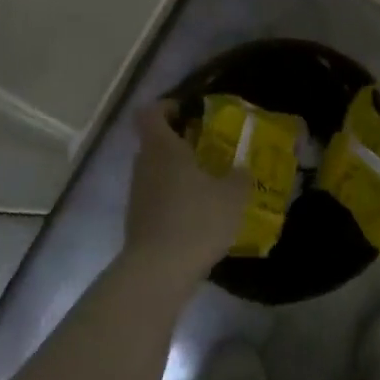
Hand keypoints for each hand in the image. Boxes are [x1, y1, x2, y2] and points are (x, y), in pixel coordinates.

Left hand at [121, 101, 252, 286]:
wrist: (158, 272)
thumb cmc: (196, 219)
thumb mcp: (233, 195)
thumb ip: (240, 176)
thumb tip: (242, 170)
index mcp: (163, 148)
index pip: (151, 113)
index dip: (166, 107)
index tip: (188, 112)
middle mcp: (144, 166)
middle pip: (155, 143)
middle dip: (180, 143)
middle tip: (209, 150)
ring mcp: (137, 195)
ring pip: (156, 172)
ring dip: (178, 174)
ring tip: (209, 186)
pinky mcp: (137, 222)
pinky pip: (157, 199)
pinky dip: (174, 201)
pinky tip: (198, 217)